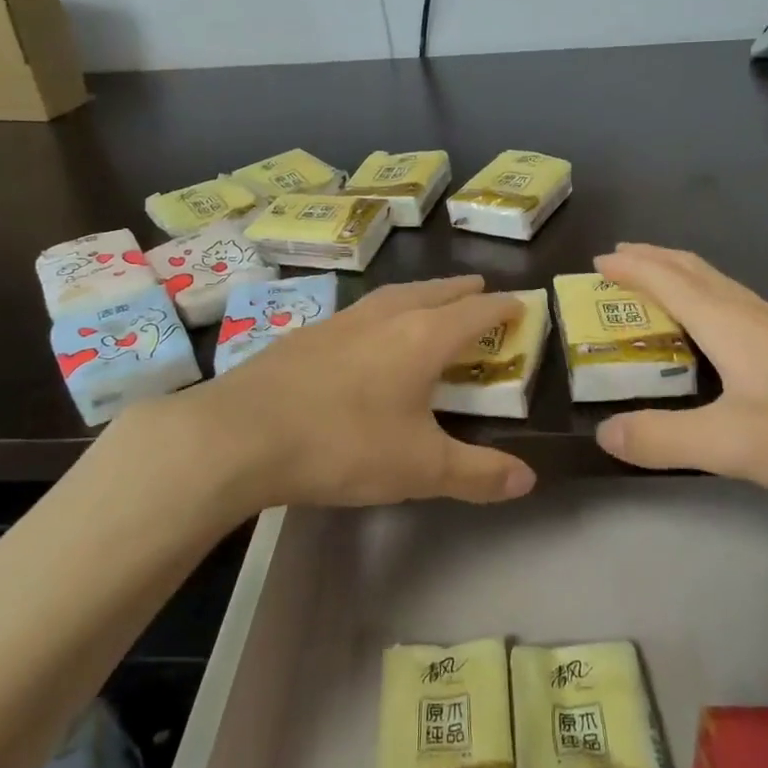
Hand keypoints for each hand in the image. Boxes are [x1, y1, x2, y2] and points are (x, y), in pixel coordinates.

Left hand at [131, 275, 537, 513]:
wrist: (240, 434)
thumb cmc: (343, 445)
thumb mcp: (420, 468)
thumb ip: (477, 473)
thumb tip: (528, 479)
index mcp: (422, 338)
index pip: (475, 312)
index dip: (502, 308)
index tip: (521, 304)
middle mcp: (385, 317)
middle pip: (434, 292)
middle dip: (462, 291)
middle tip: (480, 289)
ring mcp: (340, 321)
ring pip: (393, 295)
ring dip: (421, 294)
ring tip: (430, 300)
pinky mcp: (306, 335)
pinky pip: (360, 312)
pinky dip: (382, 312)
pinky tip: (368, 332)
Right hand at [592, 245, 767, 509]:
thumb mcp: (732, 446)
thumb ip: (663, 439)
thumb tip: (604, 433)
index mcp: (729, 323)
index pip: (668, 280)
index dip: (631, 267)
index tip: (597, 261)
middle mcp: (752, 315)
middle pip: (694, 271)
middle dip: (652, 260)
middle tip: (617, 262)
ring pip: (718, 287)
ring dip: (678, 277)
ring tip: (653, 287)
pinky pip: (734, 308)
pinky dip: (704, 302)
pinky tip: (710, 332)